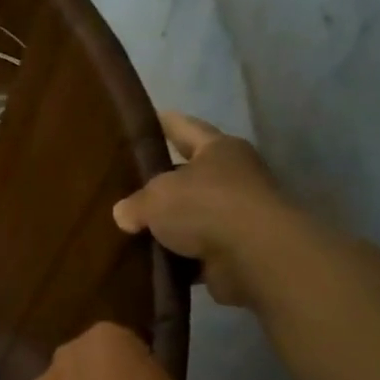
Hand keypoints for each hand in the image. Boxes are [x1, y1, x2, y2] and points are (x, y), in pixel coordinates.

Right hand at [113, 112, 289, 306]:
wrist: (256, 257)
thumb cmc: (206, 206)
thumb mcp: (156, 197)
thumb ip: (136, 203)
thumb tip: (124, 214)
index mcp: (218, 149)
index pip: (185, 127)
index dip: (165, 123)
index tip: (147, 119)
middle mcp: (234, 176)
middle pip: (191, 174)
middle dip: (163, 181)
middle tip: (129, 184)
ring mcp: (239, 215)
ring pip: (194, 215)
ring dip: (172, 224)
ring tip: (135, 228)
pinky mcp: (238, 251)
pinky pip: (198, 251)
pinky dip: (180, 256)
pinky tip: (152, 260)